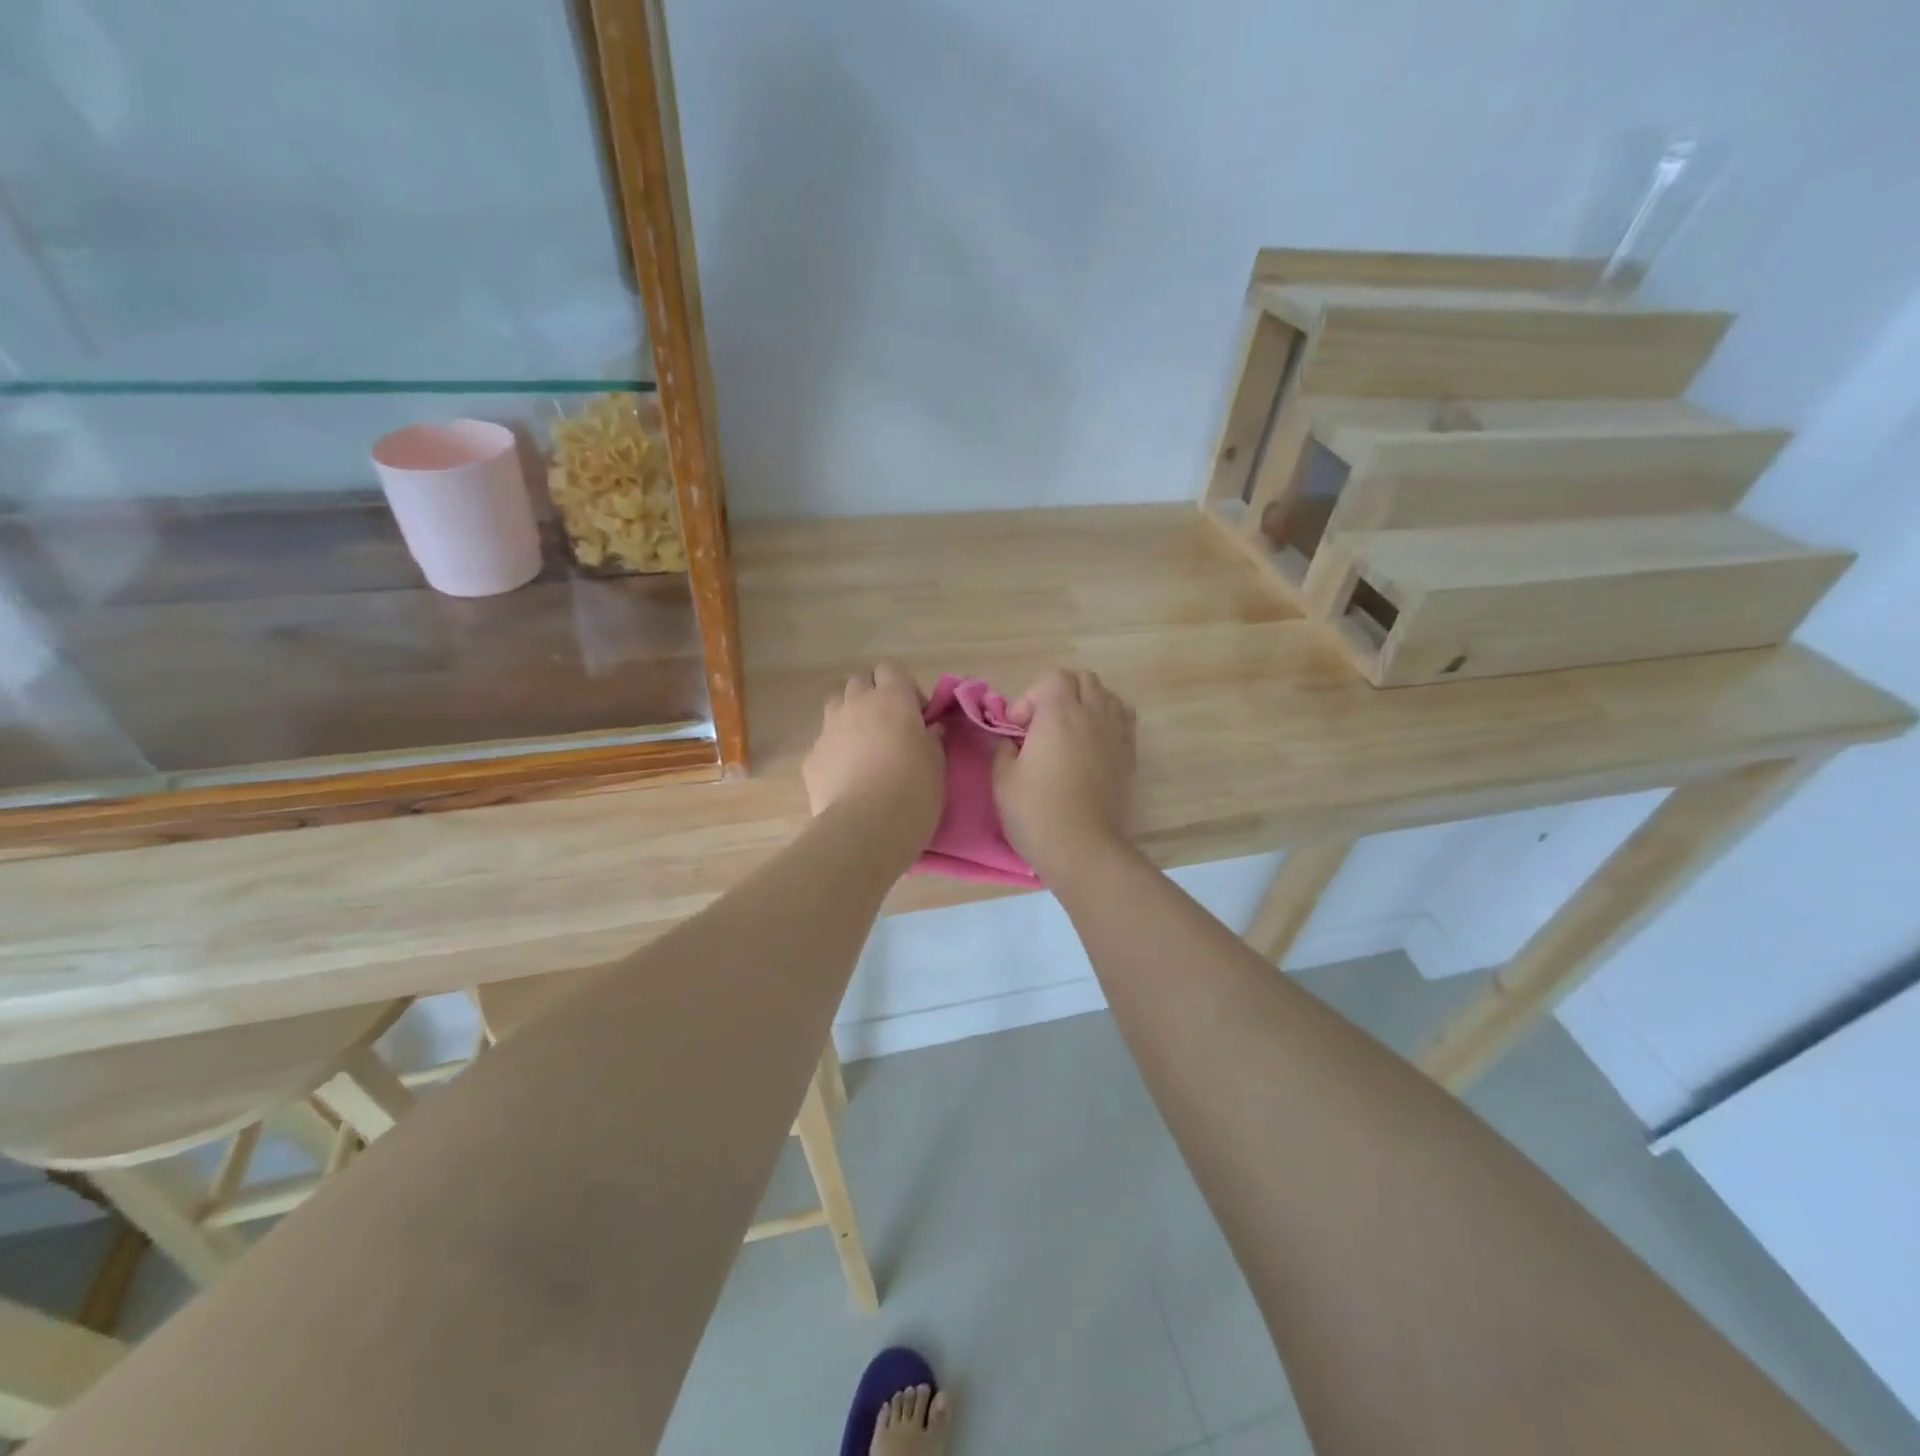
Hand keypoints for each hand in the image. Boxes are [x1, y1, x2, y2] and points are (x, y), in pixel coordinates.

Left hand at [803, 663, 945, 860]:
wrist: (865, 829)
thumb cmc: (913, 792)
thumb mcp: (937, 763)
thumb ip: (931, 738)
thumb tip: (929, 728)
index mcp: (892, 699)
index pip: (891, 669)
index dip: (904, 687)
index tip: (917, 715)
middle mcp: (856, 704)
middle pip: (859, 681)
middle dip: (874, 695)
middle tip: (890, 726)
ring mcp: (829, 729)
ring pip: (836, 704)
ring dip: (851, 715)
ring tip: (866, 746)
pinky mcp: (811, 757)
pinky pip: (824, 742)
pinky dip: (836, 750)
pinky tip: (848, 776)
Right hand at [992, 669, 1135, 881]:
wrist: (1082, 847)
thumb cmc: (1036, 812)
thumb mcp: (1002, 779)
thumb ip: (1004, 750)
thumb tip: (1011, 742)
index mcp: (1059, 714)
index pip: (1052, 679)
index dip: (1030, 697)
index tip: (1016, 729)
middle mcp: (1093, 715)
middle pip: (1083, 679)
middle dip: (1059, 692)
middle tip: (1041, 723)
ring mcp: (1116, 734)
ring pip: (1107, 695)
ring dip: (1086, 702)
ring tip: (1070, 730)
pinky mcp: (1130, 755)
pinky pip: (1124, 720)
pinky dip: (1108, 720)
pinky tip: (1093, 743)